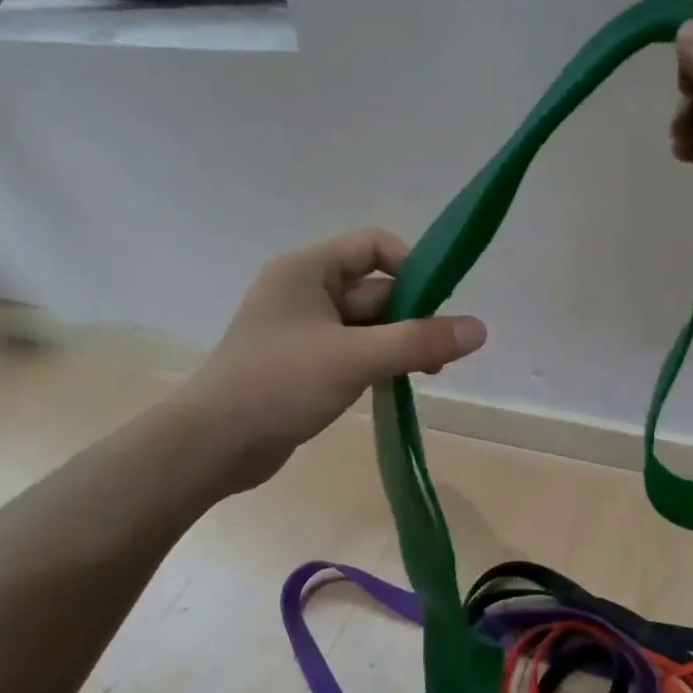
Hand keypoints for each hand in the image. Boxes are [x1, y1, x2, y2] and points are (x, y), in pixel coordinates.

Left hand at [179, 230, 486, 494]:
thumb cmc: (279, 385)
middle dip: (411, 317)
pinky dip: (378, 363)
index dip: (412, 267)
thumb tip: (480, 329)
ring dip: (398, 344)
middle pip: (375, 290)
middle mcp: (305, 292)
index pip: (373, 247)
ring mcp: (303, 330)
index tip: (440, 304)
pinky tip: (397, 386)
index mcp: (308, 270)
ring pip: (367, 326)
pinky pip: (353, 352)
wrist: (212, 445)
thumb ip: (419, 341)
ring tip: (427, 374)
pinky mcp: (303, 365)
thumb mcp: (355, 358)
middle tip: (442, 354)